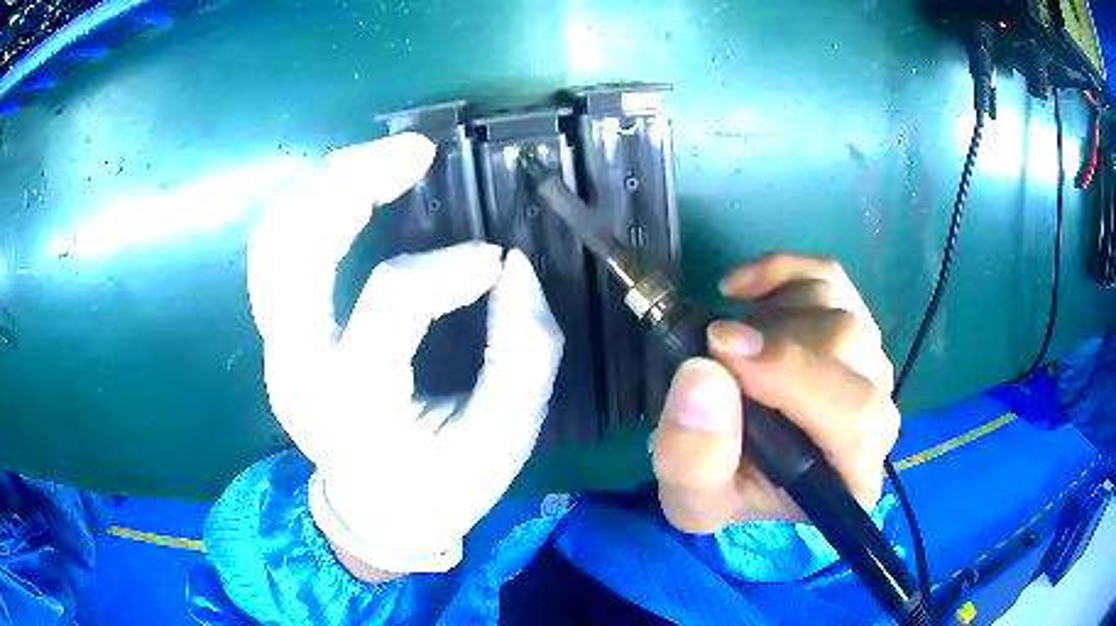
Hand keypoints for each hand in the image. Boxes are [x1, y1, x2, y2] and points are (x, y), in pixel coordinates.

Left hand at [246, 133, 563, 575]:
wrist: (375, 516)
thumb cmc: (441, 486)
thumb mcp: (503, 441)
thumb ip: (523, 354)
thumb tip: (514, 265)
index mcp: (355, 408)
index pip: (390, 304)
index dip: (447, 268)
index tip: (496, 261)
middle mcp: (297, 371)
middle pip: (293, 255)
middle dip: (349, 186)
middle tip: (413, 151)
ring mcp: (278, 351)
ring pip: (272, 246)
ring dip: (320, 188)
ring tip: (377, 158)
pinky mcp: (279, 338)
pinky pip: (275, 258)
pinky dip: (306, 210)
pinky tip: (347, 188)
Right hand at [652, 254, 898, 532]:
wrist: (738, 468)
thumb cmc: (723, 490)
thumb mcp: (691, 498)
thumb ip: (694, 455)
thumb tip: (704, 374)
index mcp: (852, 475)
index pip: (856, 417)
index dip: (795, 376)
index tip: (723, 348)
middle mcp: (878, 415)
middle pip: (849, 345)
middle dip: (772, 342)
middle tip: (714, 350)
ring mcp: (870, 363)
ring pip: (836, 305)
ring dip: (768, 316)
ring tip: (729, 348)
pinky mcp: (853, 323)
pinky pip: (826, 275)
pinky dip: (779, 270)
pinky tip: (740, 289)